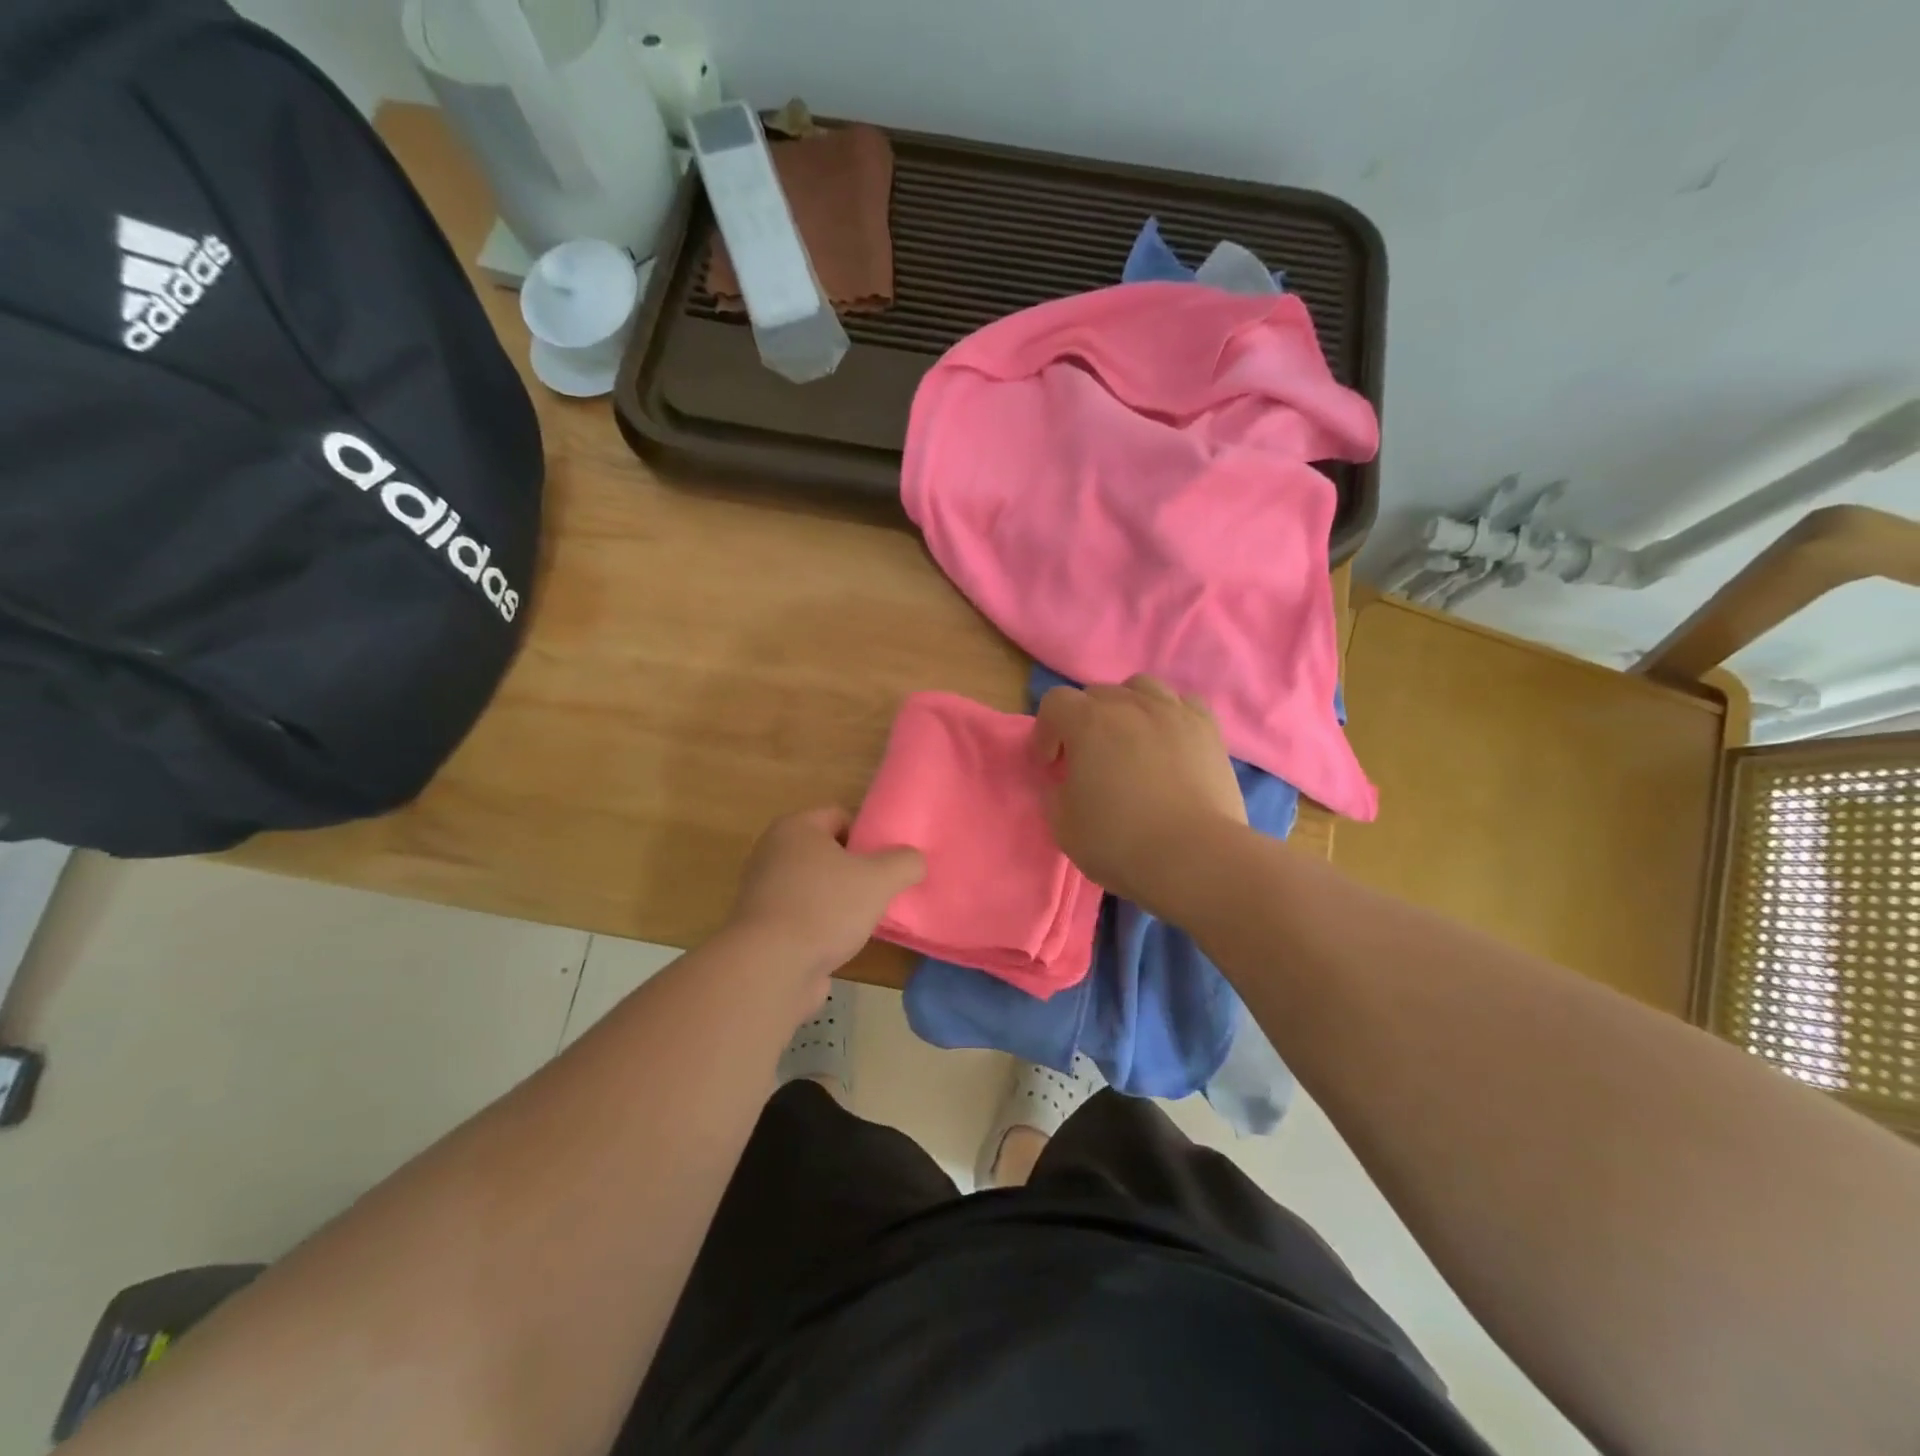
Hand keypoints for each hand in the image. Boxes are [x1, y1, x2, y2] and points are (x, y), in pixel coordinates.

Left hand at [727, 807, 925, 985]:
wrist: (770, 968)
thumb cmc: (825, 908)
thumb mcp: (879, 879)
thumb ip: (904, 862)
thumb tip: (913, 860)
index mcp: (795, 828)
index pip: (840, 816)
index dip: (868, 836)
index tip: (887, 862)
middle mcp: (773, 852)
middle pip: (828, 852)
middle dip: (855, 870)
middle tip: (881, 889)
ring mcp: (763, 891)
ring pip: (816, 886)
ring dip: (839, 900)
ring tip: (865, 919)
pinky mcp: (762, 927)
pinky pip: (802, 915)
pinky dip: (821, 925)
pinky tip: (840, 942)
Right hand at [1032, 676, 1246, 914]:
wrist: (1194, 857)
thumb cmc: (1119, 841)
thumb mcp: (1063, 825)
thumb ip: (1056, 793)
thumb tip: (1066, 781)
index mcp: (1089, 722)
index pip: (1055, 703)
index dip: (1046, 731)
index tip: (1051, 765)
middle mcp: (1131, 705)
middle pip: (1098, 694)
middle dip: (1084, 722)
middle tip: (1088, 760)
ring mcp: (1174, 713)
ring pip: (1142, 688)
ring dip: (1128, 708)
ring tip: (1130, 741)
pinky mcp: (1208, 730)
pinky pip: (1183, 704)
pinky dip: (1169, 716)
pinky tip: (1169, 743)